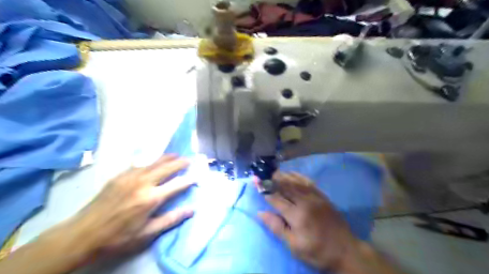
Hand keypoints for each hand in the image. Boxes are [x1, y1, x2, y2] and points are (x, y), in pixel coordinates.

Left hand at [56, 155, 193, 257]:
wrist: (82, 234)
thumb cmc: (118, 237)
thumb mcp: (147, 233)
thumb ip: (171, 219)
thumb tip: (192, 210)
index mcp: (151, 198)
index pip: (177, 184)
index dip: (189, 180)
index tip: (197, 177)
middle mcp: (143, 182)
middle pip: (167, 167)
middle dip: (180, 162)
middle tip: (189, 160)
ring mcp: (130, 176)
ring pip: (154, 161)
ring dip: (167, 158)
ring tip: (176, 155)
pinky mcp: (119, 176)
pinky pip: (139, 164)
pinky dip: (151, 161)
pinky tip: (153, 161)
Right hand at [260, 172, 357, 270]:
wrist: (346, 250)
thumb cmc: (317, 251)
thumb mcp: (294, 246)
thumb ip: (277, 227)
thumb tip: (261, 213)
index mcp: (297, 215)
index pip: (276, 199)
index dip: (265, 190)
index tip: (256, 182)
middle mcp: (306, 202)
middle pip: (286, 186)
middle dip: (273, 179)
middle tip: (263, 173)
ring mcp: (316, 197)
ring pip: (296, 182)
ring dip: (284, 175)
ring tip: (274, 171)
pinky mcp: (322, 196)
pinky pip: (308, 182)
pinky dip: (298, 176)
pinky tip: (292, 174)